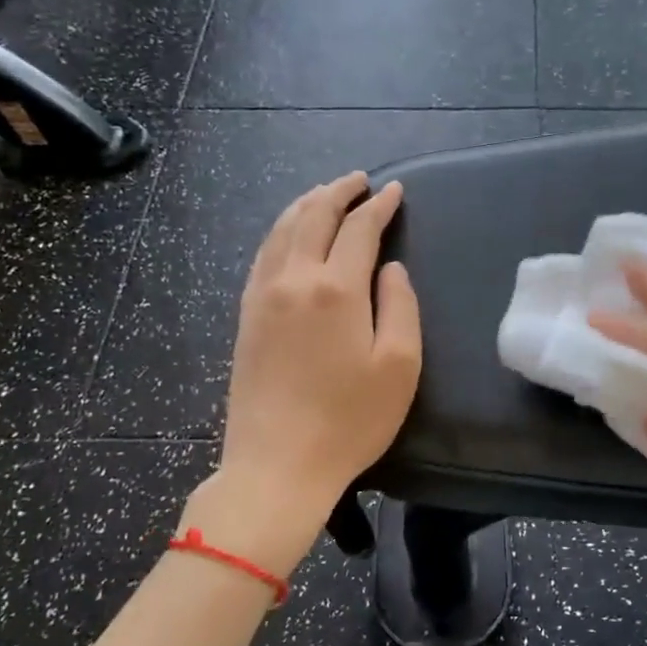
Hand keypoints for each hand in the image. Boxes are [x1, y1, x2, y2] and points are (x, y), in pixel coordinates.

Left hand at [205, 173, 420, 566]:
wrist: (277, 465)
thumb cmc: (350, 420)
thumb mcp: (399, 366)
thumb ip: (400, 306)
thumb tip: (389, 268)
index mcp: (335, 289)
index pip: (359, 229)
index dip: (379, 207)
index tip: (394, 191)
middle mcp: (294, 280)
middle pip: (313, 216)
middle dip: (338, 192)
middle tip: (359, 181)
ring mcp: (262, 296)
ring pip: (282, 230)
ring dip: (306, 204)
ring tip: (325, 194)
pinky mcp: (245, 316)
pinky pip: (262, 255)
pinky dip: (280, 231)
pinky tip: (289, 234)